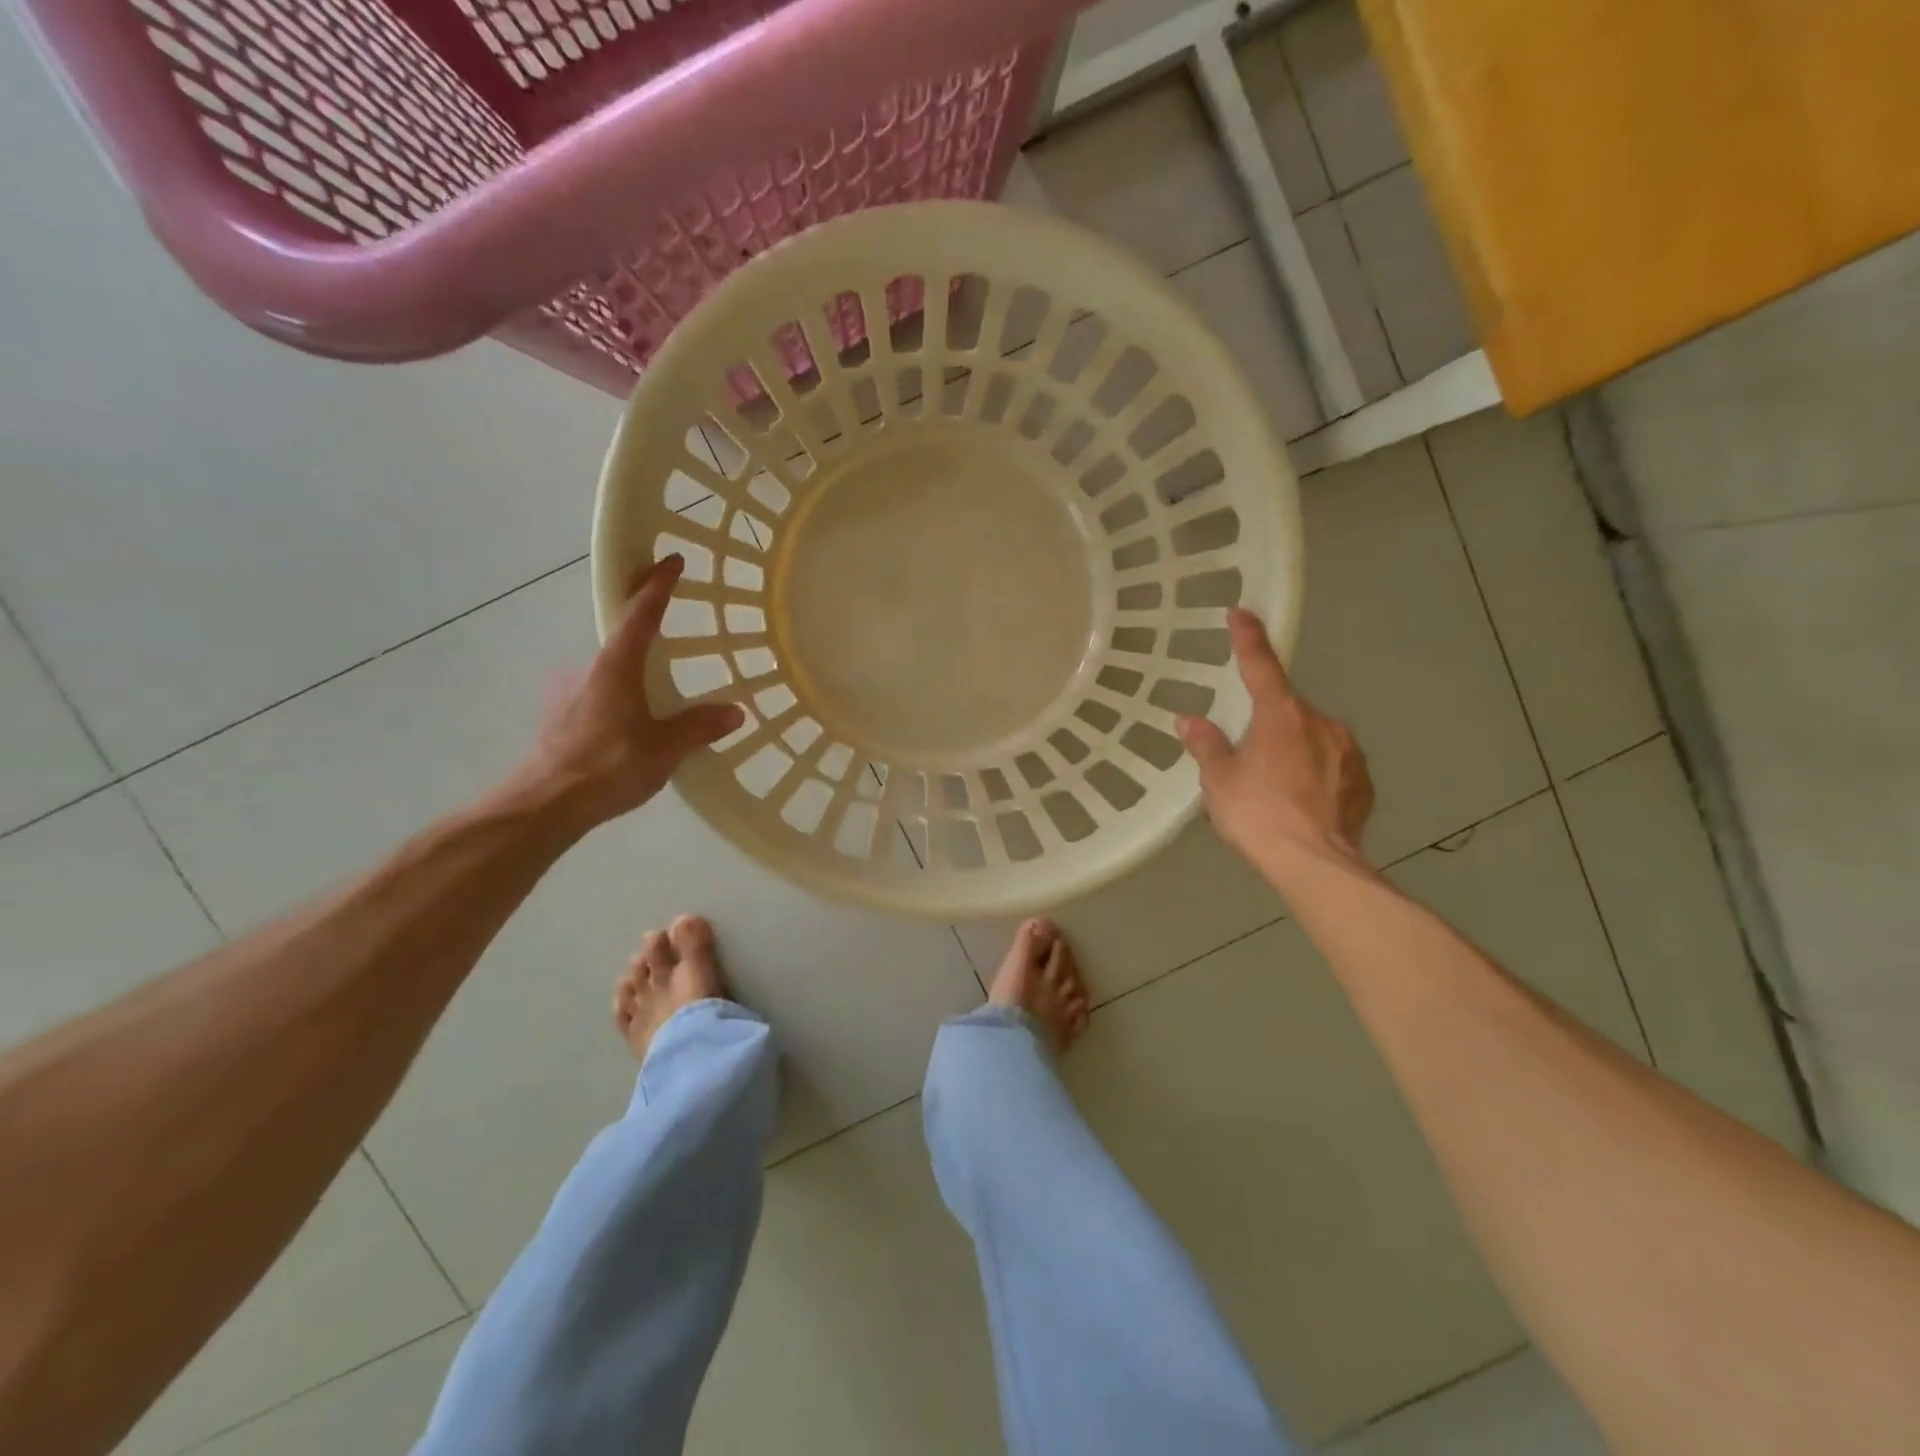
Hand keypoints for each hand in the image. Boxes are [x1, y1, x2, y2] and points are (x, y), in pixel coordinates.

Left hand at [517, 555, 744, 827]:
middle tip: (669, 631)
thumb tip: (734, 712)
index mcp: (616, 666)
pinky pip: (594, 695)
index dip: (657, 584)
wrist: (543, 805)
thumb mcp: (664, 749)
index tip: (670, 559)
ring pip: (606, 671)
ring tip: (654, 700)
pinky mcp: (558, 716)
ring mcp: (567, 691)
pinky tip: (625, 728)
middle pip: (620, 638)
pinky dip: (614, 699)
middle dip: (641, 631)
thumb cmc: (607, 767)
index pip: (640, 613)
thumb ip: (698, 727)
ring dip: (629, 675)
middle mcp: (588, 668)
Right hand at [1175, 608, 1373, 872]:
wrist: (1317, 865)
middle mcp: (1320, 722)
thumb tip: (1188, 719)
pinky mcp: (1364, 781)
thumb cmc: (1259, 815)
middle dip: (1268, 723)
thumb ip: (1206, 745)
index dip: (1248, 638)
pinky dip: (1316, 774)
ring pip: (1313, 737)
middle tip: (1248, 756)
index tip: (1241, 613)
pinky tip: (1303, 801)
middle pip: (1288, 710)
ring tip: (1276, 786)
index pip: (1261, 666)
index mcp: (1281, 715)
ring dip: (1294, 749)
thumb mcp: (1220, 780)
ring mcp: (1349, 751)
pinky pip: (1333, 765)